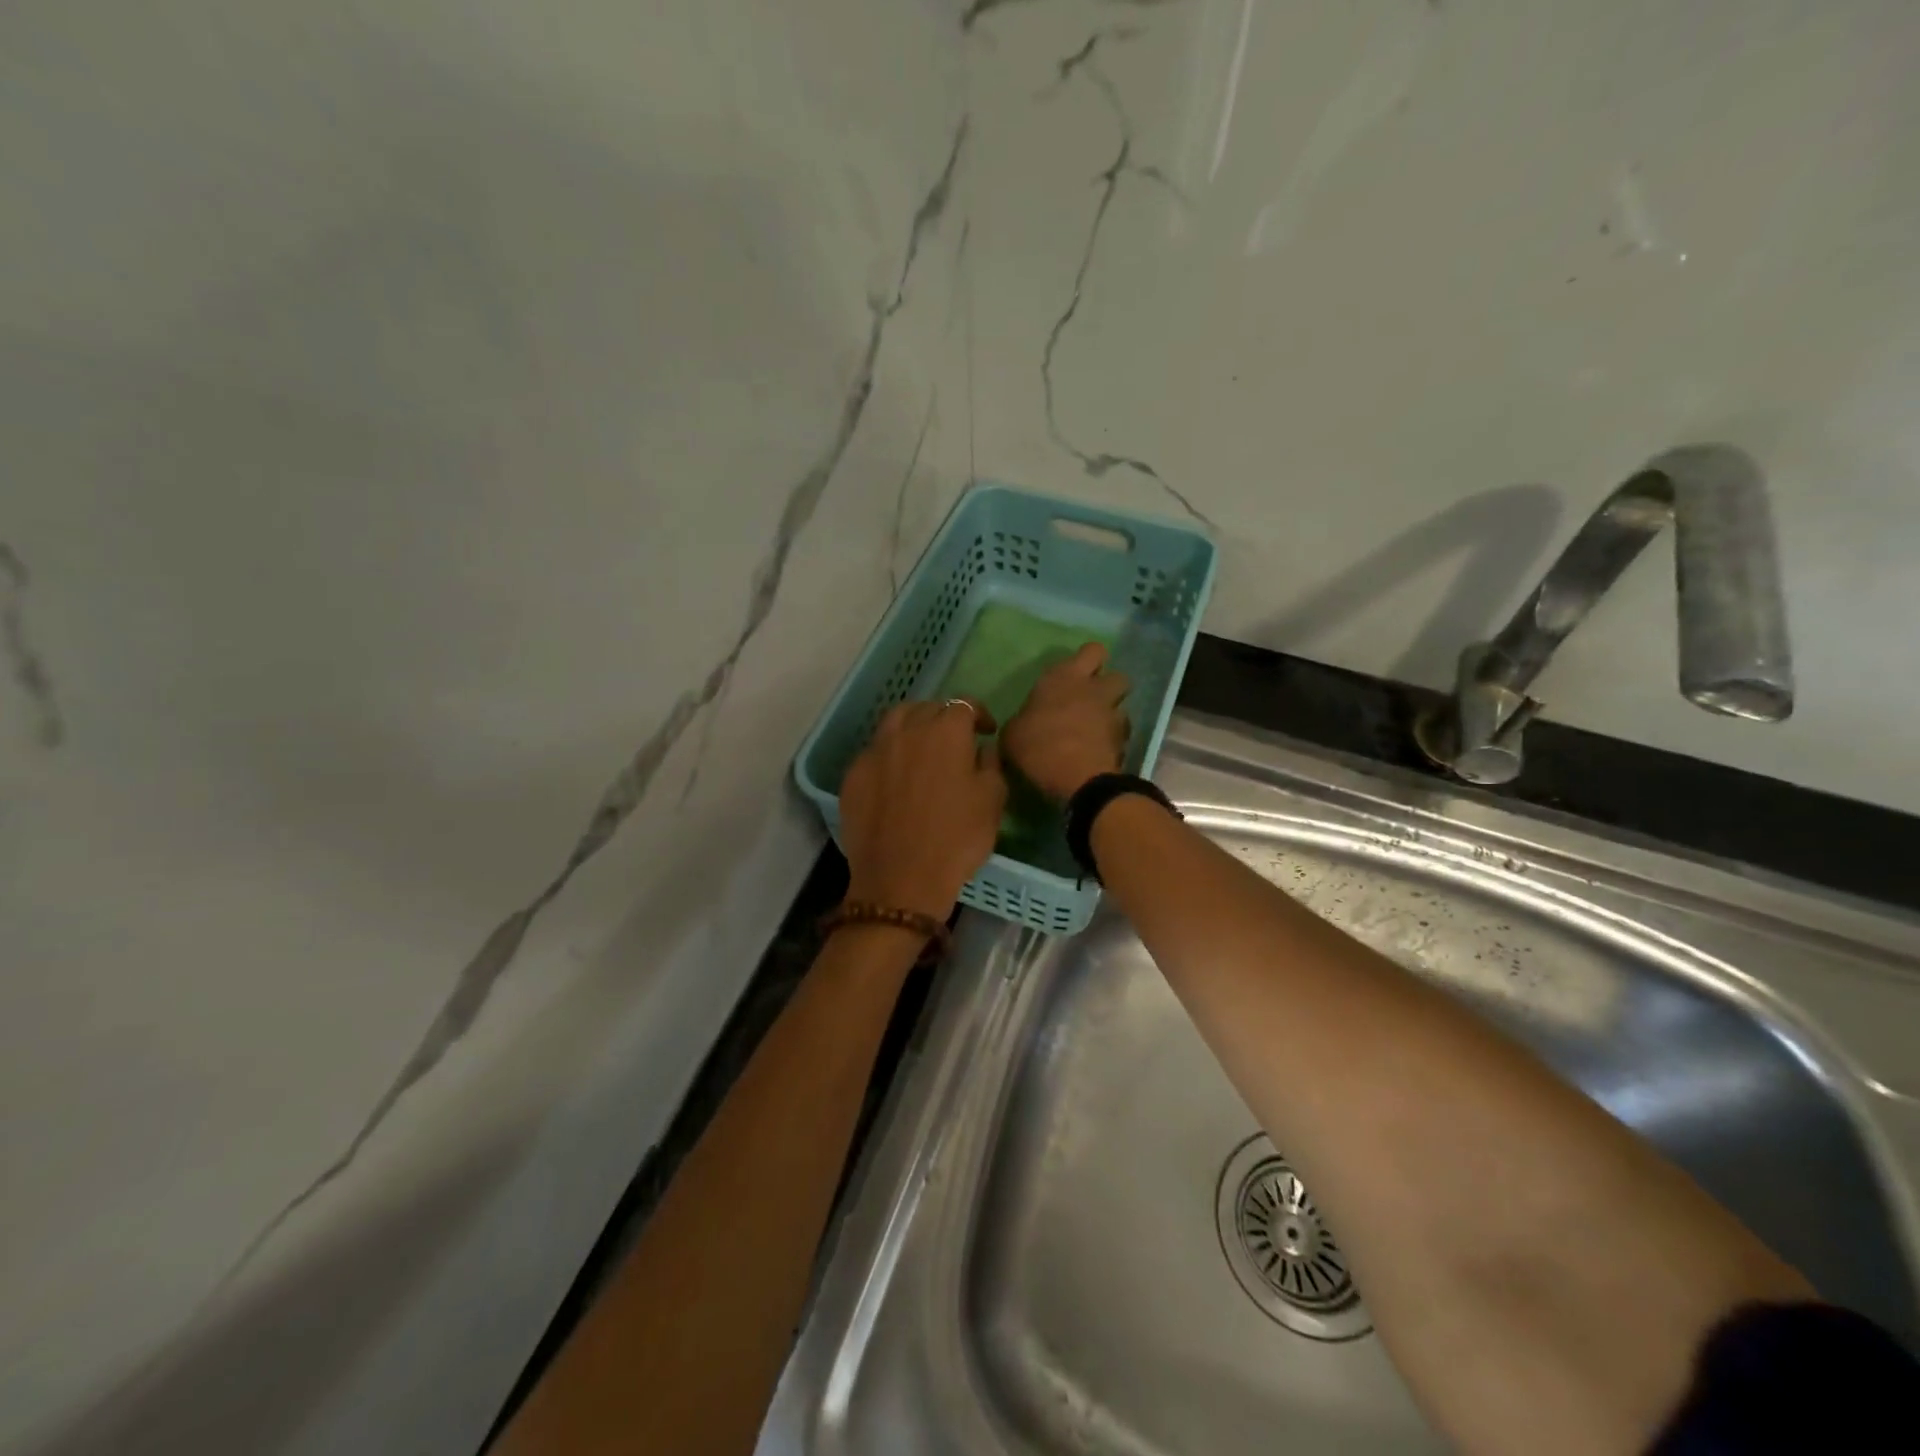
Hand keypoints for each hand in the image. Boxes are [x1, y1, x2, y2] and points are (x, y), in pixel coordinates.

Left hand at [839, 699, 1006, 919]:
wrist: (900, 880)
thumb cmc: (956, 840)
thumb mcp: (992, 802)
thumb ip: (991, 765)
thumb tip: (981, 749)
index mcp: (945, 733)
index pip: (963, 705)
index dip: (977, 713)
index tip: (986, 730)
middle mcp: (906, 732)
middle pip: (926, 708)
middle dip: (944, 717)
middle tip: (955, 738)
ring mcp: (874, 752)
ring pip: (895, 722)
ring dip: (912, 726)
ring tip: (921, 746)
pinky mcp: (853, 775)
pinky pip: (874, 751)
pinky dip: (890, 754)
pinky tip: (896, 775)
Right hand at [1001, 642, 1130, 801]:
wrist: (1077, 779)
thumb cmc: (1038, 746)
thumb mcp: (1012, 734)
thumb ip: (1022, 722)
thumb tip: (1023, 725)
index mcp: (1065, 677)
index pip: (1092, 650)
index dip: (1088, 660)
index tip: (1075, 675)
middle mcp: (1094, 690)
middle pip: (1117, 675)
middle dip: (1107, 686)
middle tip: (1089, 701)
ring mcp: (1113, 715)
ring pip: (1122, 706)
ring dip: (1111, 715)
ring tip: (1093, 733)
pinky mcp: (1124, 742)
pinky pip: (1121, 735)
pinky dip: (1112, 741)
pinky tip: (1096, 753)